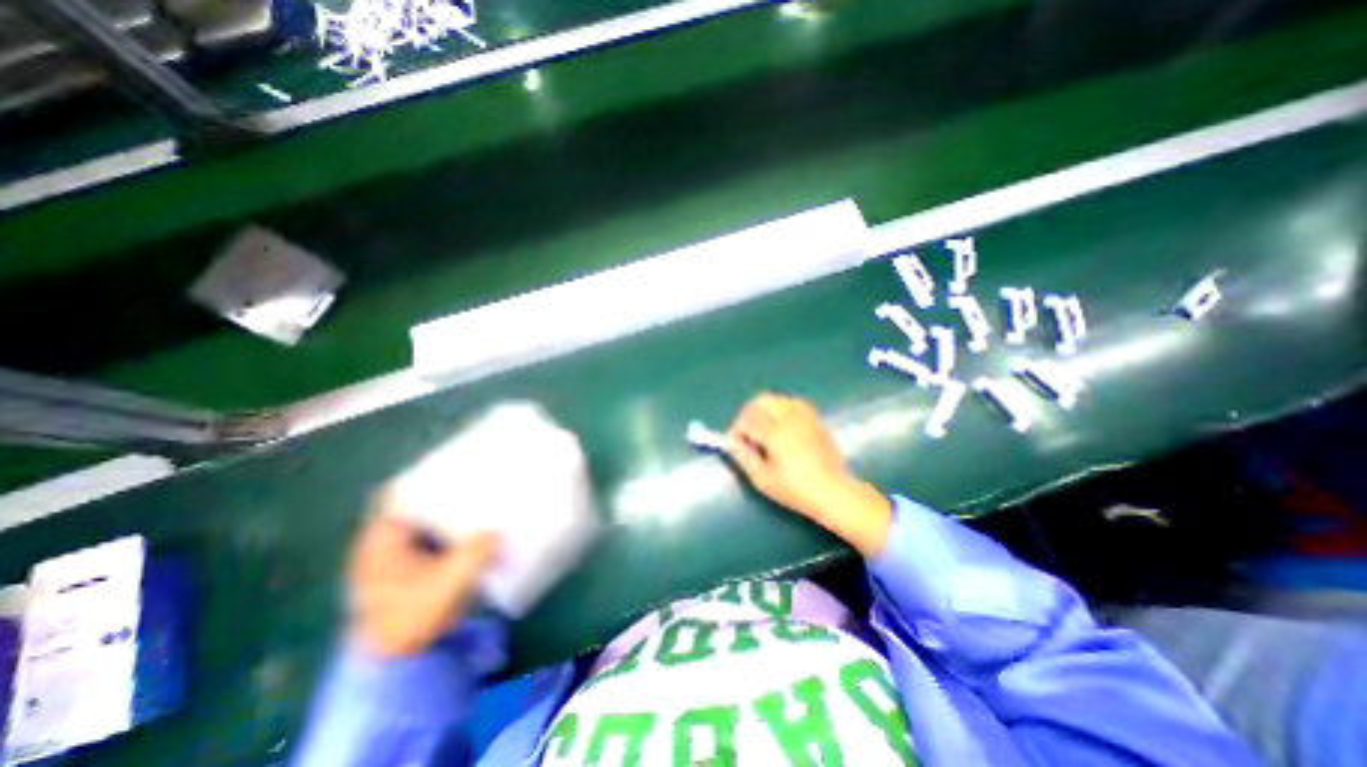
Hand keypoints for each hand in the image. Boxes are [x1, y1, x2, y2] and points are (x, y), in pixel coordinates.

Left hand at [346, 489, 499, 655]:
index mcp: (381, 540)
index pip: (397, 492)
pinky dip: (446, 528)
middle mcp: (382, 542)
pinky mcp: (406, 567)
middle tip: (475, 479)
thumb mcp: (449, 584)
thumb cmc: (413, 619)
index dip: (423, 474)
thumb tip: (497, 531)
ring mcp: (393, 555)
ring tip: (478, 498)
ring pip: (421, 519)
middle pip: (412, 502)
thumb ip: (474, 553)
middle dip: (441, 490)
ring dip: (445, 510)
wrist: (396, 661)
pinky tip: (470, 528)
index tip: (454, 464)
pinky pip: (428, 536)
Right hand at [727, 396, 898, 557]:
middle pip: (762, 400)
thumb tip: (730, 441)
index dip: (737, 428)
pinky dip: (781, 410)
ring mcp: (805, 416)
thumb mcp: (763, 479)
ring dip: (765, 410)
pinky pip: (793, 404)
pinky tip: (782, 429)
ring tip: (764, 431)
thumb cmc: (795, 490)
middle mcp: (790, 418)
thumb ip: (743, 456)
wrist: (833, 492)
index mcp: (776, 433)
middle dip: (749, 413)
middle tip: (747, 433)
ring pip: (778, 399)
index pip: (748, 417)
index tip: (735, 443)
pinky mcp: (815, 420)